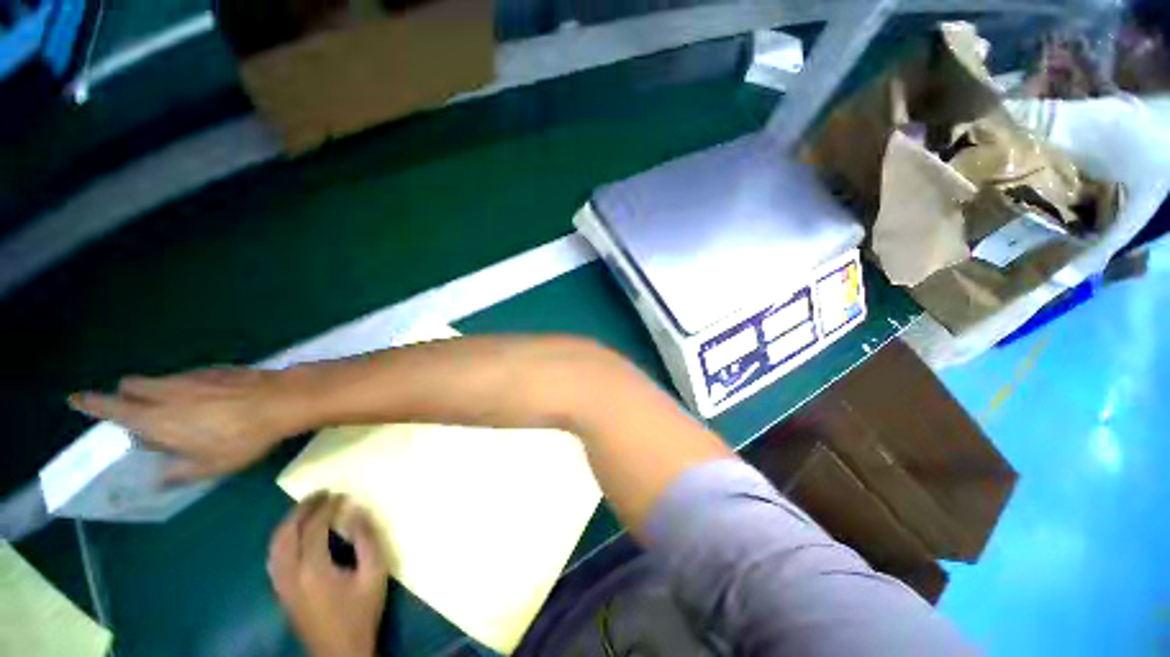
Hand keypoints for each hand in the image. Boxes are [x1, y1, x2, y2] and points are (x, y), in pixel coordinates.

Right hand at [68, 367, 308, 481]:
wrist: (281, 400)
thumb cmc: (243, 437)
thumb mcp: (210, 465)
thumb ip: (179, 472)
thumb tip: (159, 478)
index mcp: (155, 417)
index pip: (112, 406)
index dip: (91, 403)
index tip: (76, 399)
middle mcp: (165, 391)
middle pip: (130, 385)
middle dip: (126, 396)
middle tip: (138, 414)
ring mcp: (191, 376)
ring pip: (158, 379)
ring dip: (155, 391)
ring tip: (177, 411)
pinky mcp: (214, 368)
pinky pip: (187, 376)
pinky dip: (183, 386)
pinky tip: (208, 400)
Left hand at [268, 494, 387, 656]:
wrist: (340, 652)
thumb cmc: (360, 612)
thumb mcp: (374, 573)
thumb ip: (366, 539)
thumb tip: (355, 511)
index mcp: (313, 569)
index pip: (312, 528)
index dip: (325, 508)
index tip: (340, 494)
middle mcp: (289, 574)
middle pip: (286, 534)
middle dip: (301, 509)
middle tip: (320, 494)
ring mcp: (281, 585)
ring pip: (274, 546)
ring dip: (288, 523)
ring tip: (306, 508)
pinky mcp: (280, 593)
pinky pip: (273, 558)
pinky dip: (281, 540)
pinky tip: (292, 536)